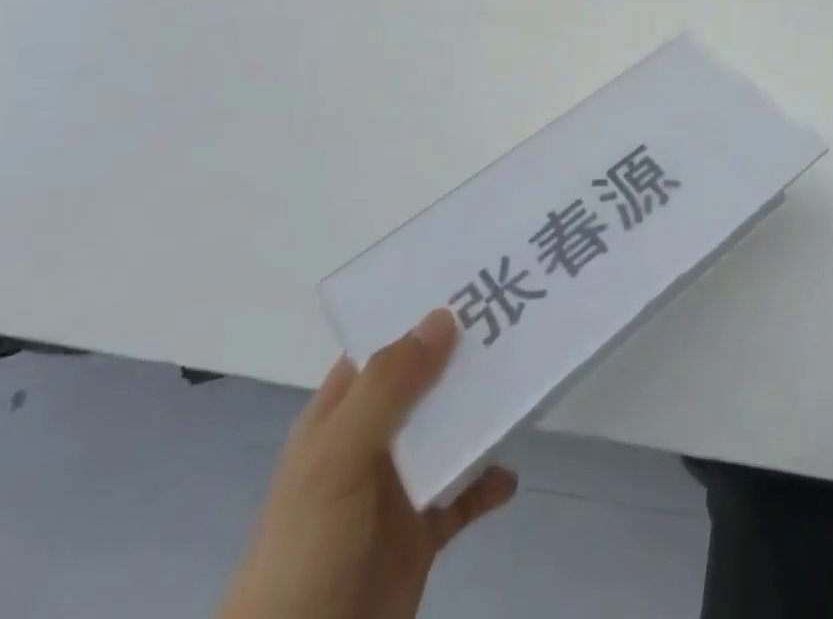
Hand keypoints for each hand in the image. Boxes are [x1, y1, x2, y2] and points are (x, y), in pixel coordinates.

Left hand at [219, 309, 516, 618]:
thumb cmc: (305, 551)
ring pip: (451, 432)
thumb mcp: (336, 460)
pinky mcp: (421, 534)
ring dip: (484, 413)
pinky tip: (511, 475)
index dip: (421, 313)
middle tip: (518, 319)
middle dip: (466, 355)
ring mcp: (397, 489)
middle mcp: (370, 442)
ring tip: (527, 383)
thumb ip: (387, 387)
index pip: (383, 345)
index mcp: (340, 417)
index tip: (473, 280)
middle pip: (426, 383)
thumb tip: (443, 316)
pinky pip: (464, 495)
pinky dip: (489, 482)